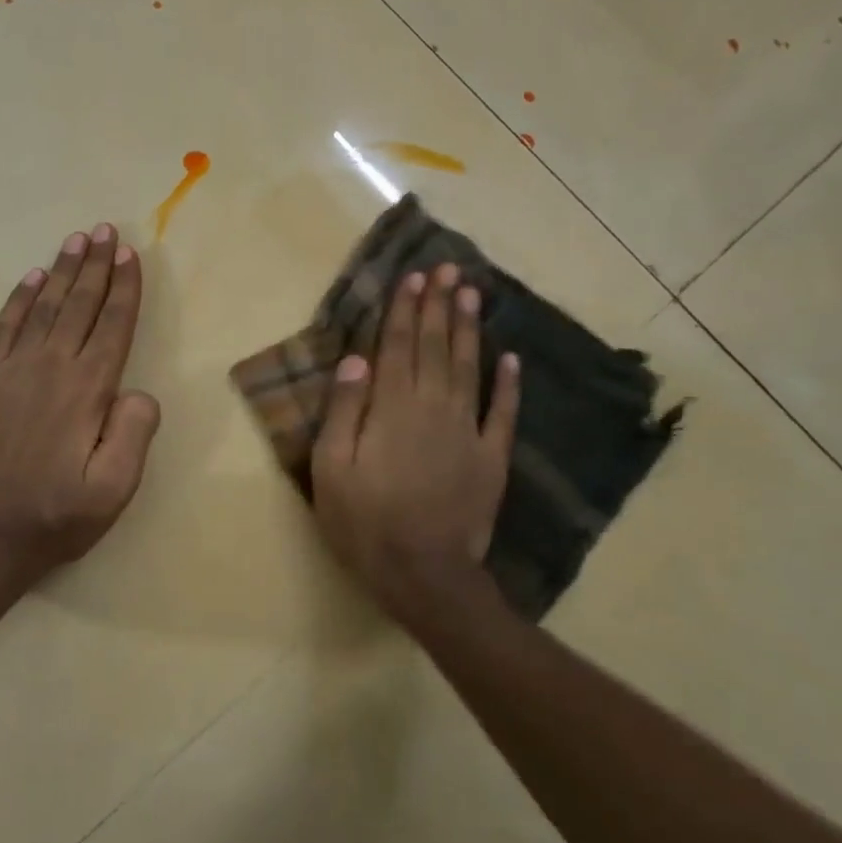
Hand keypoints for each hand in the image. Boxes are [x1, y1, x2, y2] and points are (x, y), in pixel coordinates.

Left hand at [0, 224, 160, 583]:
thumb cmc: (54, 516)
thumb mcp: (113, 490)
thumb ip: (133, 435)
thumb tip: (139, 392)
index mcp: (86, 392)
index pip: (112, 327)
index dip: (124, 289)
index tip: (130, 255)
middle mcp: (50, 368)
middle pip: (78, 305)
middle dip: (95, 266)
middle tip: (105, 230)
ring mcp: (10, 371)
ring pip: (42, 307)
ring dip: (61, 271)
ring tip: (75, 240)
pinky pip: (3, 328)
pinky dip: (19, 300)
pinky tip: (31, 280)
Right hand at [310, 262, 520, 625]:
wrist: (423, 573)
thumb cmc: (364, 523)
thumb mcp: (331, 469)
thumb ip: (344, 411)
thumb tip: (356, 360)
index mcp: (391, 409)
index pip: (397, 348)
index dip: (404, 311)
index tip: (413, 278)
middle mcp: (431, 408)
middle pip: (435, 348)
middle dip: (438, 307)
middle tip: (447, 269)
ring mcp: (466, 431)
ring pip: (468, 368)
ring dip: (469, 329)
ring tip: (472, 294)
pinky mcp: (490, 457)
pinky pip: (501, 412)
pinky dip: (507, 383)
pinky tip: (510, 357)